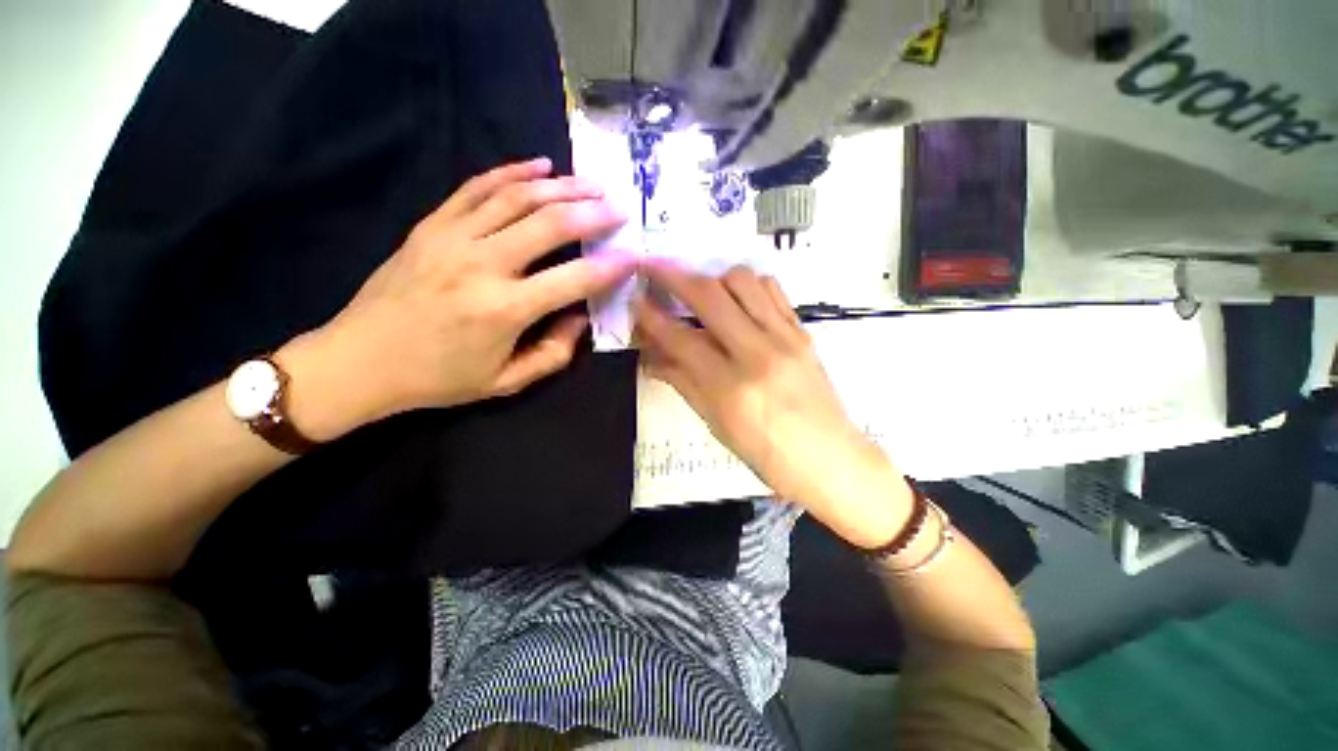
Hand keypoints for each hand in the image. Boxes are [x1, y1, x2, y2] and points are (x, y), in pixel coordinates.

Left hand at [280, 158, 633, 440]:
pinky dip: (512, 172)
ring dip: (562, 186)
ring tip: (591, 183)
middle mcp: (482, 265)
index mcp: (504, 310)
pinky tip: (540, 165)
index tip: (634, 257)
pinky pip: (477, 188)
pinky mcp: (432, 225)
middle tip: (619, 208)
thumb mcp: (506, 382)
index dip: (611, 267)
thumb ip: (554, 353)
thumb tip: (581, 317)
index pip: (574, 279)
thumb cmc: (439, 378)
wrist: (359, 360)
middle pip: (550, 224)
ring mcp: (452, 238)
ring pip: (518, 197)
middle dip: (593, 213)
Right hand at [633, 262, 912, 547]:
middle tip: (654, 270)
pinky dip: (747, 285)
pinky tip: (736, 299)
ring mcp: (785, 337)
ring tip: (699, 291)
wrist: (831, 459)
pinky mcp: (803, 331)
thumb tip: (652, 355)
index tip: (634, 298)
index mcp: (731, 388)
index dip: (651, 316)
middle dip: (674, 276)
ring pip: (743, 281)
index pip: (680, 339)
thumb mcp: (717, 424)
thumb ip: (683, 382)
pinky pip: (772, 290)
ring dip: (712, 278)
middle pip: (709, 295)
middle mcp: (758, 353)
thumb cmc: (768, 454)